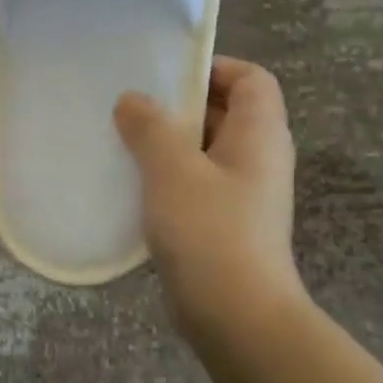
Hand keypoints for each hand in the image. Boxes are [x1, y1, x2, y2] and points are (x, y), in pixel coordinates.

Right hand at [115, 56, 308, 347]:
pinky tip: (133, 185)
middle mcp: (258, 159)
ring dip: (168, 143)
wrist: (235, 314)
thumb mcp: (172, 169)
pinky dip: (168, 176)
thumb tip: (133, 100)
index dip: (214, 67)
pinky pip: (196, 183)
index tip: (166, 74)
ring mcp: (243, 194)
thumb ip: (150, 127)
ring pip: (205, 151)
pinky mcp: (225, 223)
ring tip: (123, 142)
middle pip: (226, 112)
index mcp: (259, 135)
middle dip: (180, 105)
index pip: (251, 79)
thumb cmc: (208, 230)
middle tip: (131, 107)